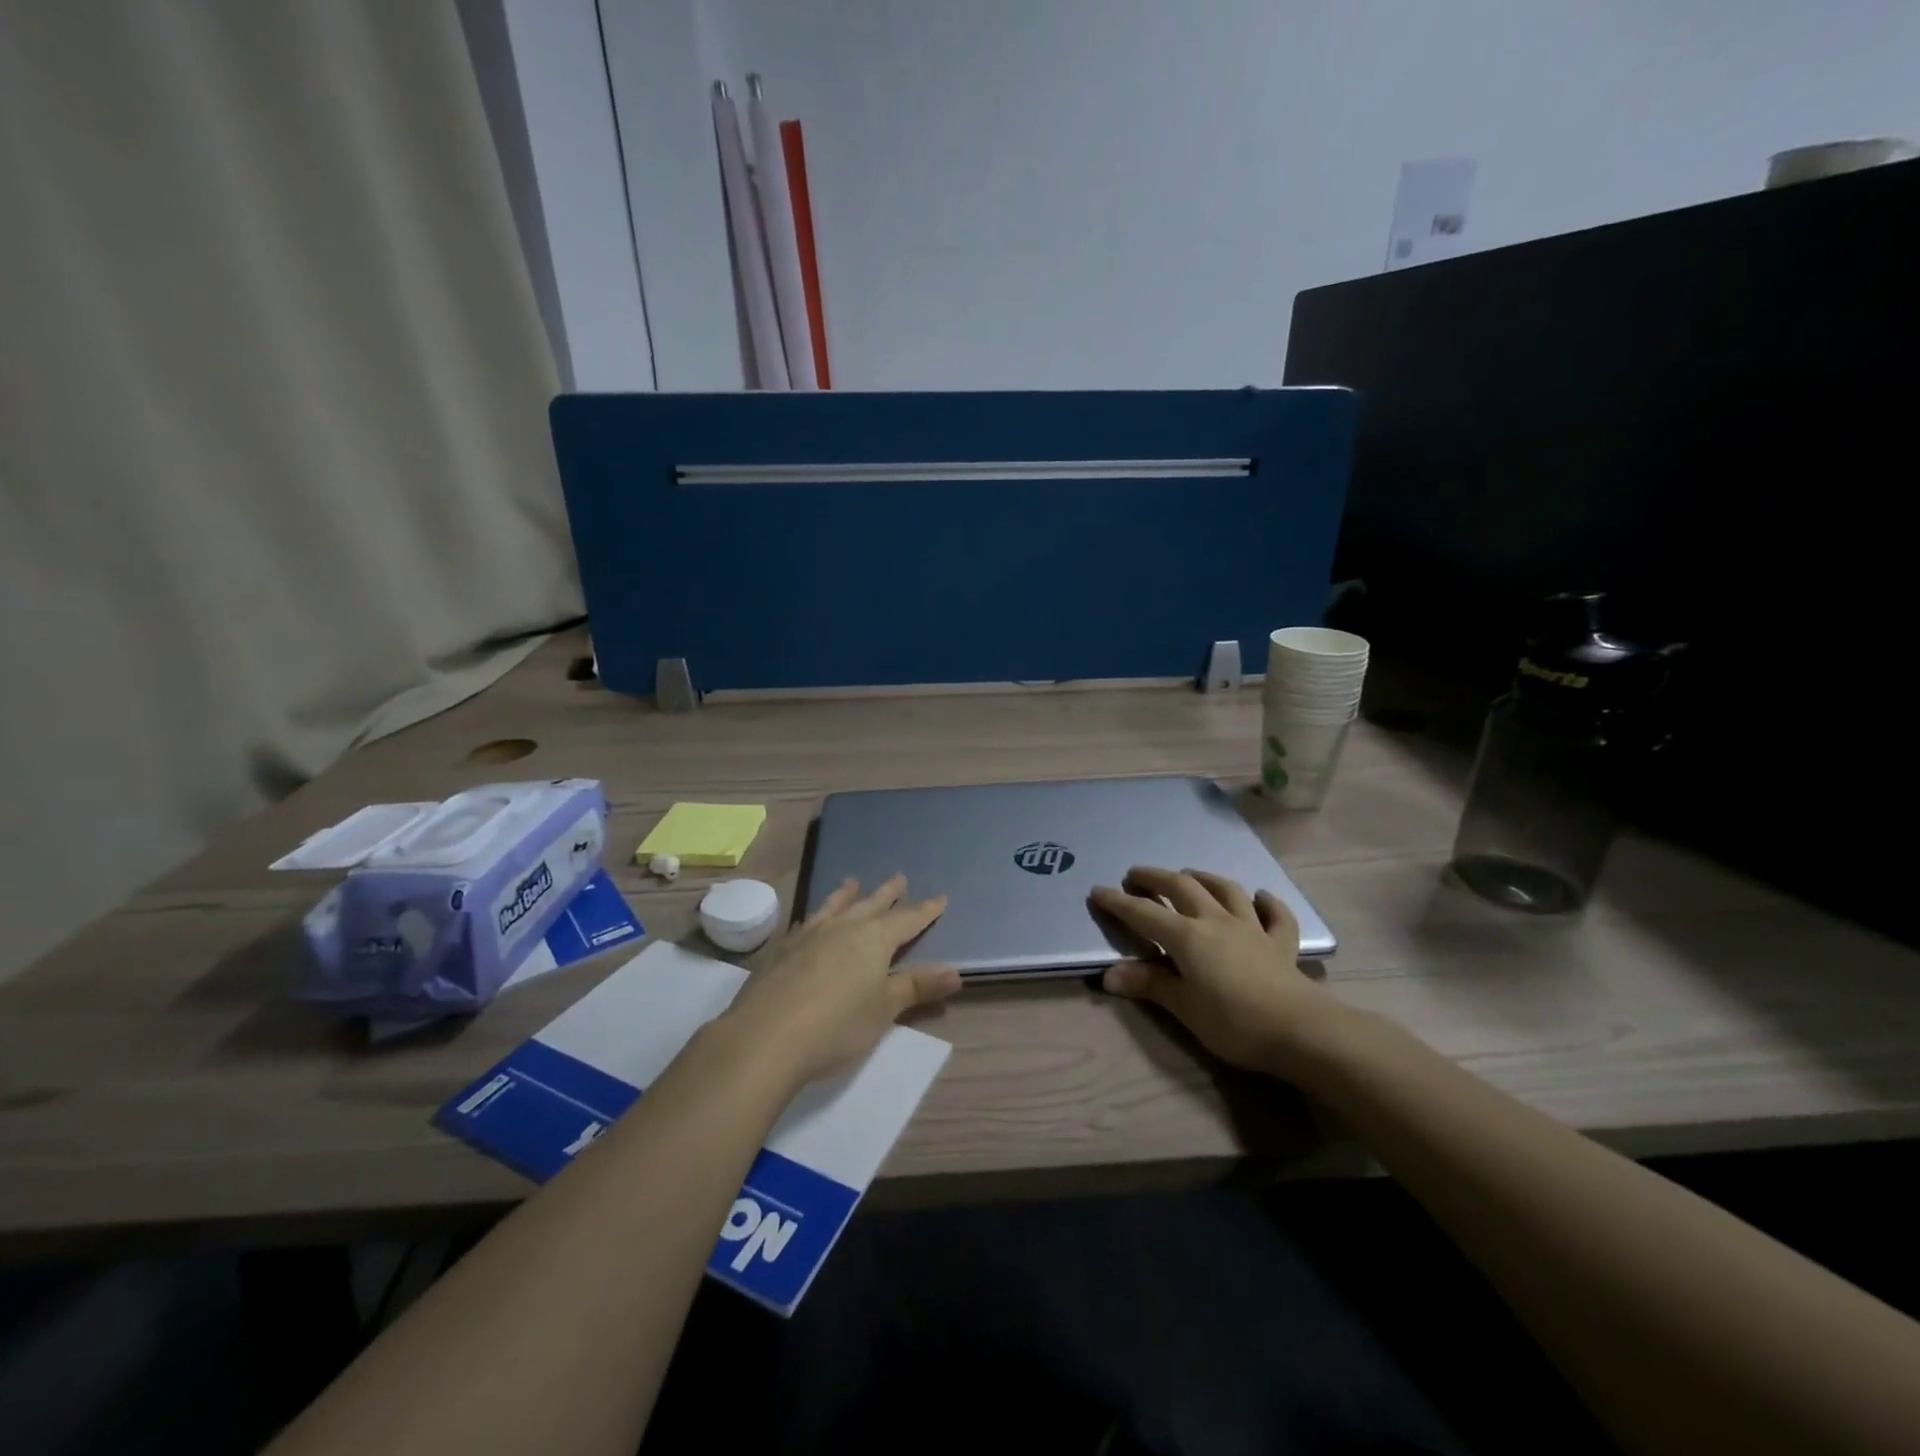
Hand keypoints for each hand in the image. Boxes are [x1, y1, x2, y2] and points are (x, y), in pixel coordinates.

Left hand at [720, 875, 962, 1088]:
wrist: (765, 1038)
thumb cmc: (836, 1026)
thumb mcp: (884, 1010)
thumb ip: (917, 987)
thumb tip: (956, 972)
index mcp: (874, 939)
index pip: (907, 919)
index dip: (925, 911)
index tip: (940, 898)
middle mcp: (843, 927)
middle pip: (871, 905)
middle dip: (888, 893)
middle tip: (899, 877)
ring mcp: (808, 935)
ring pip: (834, 906)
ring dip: (847, 895)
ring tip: (852, 882)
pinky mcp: (781, 949)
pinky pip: (807, 922)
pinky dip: (817, 916)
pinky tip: (811, 921)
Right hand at [1090, 866, 1347, 1078]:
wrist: (1300, 1030)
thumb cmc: (1233, 1022)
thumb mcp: (1184, 1008)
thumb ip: (1149, 985)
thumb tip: (1109, 975)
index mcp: (1187, 936)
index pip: (1144, 914)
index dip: (1118, 902)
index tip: (1098, 891)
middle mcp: (1216, 921)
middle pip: (1182, 888)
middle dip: (1155, 878)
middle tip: (1137, 875)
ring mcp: (1251, 928)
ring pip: (1226, 890)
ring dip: (1204, 878)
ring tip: (1190, 874)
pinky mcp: (1281, 943)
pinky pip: (1275, 915)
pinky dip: (1267, 903)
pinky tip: (1261, 897)